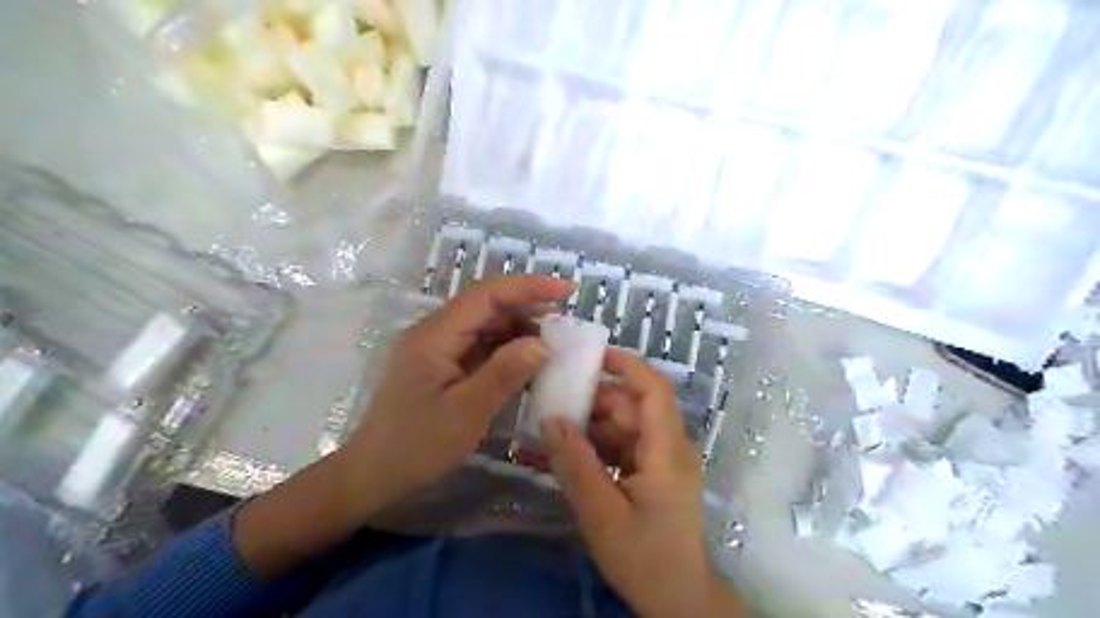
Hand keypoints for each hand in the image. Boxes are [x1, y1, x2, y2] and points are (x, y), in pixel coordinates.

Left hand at [340, 275, 572, 516]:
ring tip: (553, 345)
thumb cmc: (417, 445)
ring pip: (485, 325)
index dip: (528, 287)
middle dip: (527, 308)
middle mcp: (435, 332)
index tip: (566, 290)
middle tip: (565, 326)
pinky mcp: (442, 365)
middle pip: (486, 306)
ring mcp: (438, 348)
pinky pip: (480, 346)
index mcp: (435, 334)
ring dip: (519, 330)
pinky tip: (527, 363)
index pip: (487, 294)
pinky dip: (507, 350)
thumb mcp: (466, 412)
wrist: (373, 475)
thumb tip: (542, 343)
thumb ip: (504, 373)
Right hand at [539, 351, 747, 614]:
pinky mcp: (654, 473)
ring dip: (591, 425)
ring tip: (551, 428)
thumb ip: (576, 464)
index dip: (625, 365)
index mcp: (667, 450)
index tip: (589, 356)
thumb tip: (551, 419)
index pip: (653, 389)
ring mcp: (663, 460)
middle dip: (593, 401)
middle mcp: (670, 446)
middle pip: (632, 407)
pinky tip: (568, 453)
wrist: (678, 601)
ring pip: (625, 426)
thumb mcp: (602, 513)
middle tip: (551, 400)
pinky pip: (624, 446)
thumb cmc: (645, 558)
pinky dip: (598, 446)